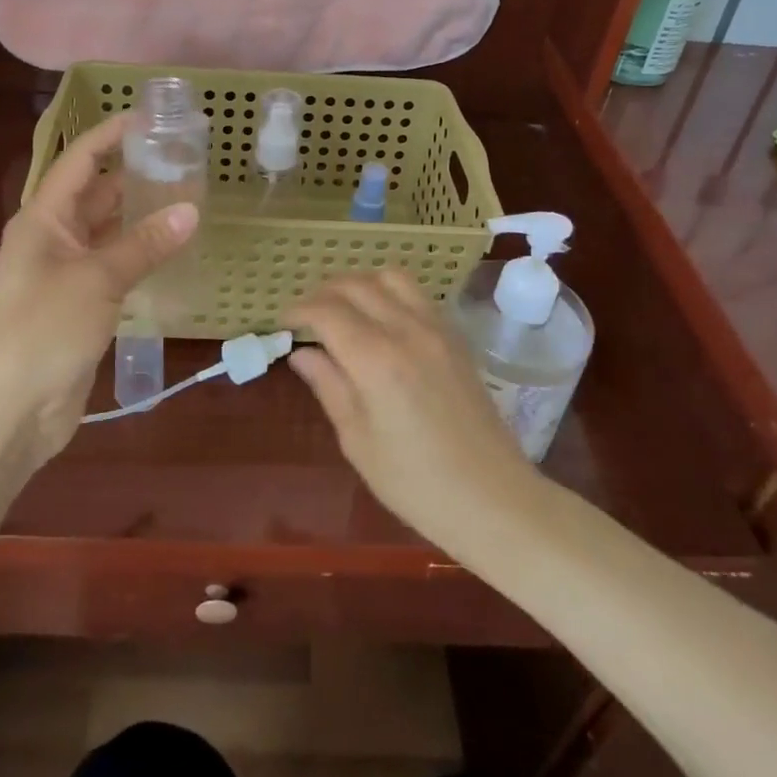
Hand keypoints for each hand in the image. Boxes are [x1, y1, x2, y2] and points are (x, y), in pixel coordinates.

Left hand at [0, 114, 197, 476]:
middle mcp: (53, 238)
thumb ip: (144, 244)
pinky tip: (176, 250)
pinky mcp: (81, 307)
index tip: (153, 116)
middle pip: (98, 194)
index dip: (112, 134)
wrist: (5, 414)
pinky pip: (116, 268)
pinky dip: (143, 256)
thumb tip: (191, 210)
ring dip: (143, 218)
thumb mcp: (97, 280)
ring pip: (110, 232)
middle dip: (137, 175)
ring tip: (191, 198)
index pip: (81, 160)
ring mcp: (66, 274)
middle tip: (187, 160)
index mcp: (43, 218)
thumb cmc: (41, 331)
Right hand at [285, 271, 540, 552]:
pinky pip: (416, 294)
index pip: (326, 311)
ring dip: (359, 283)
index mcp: (376, 359)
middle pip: (356, 285)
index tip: (282, 323)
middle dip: (323, 293)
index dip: (298, 310)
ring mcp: (436, 328)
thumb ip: (329, 386)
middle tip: (306, 317)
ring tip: (342, 309)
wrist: (493, 499)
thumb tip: (301, 352)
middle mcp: (406, 330)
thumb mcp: (358, 441)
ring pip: (390, 277)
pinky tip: (380, 319)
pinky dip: (389, 292)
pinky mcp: (455, 336)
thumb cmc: (416, 484)